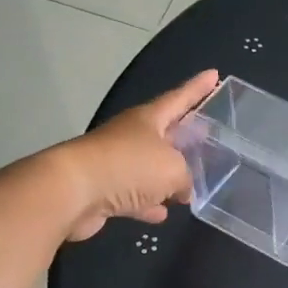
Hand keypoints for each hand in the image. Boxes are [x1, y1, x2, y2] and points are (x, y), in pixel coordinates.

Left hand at [56, 69, 219, 241]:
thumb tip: (183, 190)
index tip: (214, 73)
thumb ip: (187, 178)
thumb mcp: (173, 169)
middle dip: (187, 135)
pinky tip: (163, 214)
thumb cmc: (128, 167)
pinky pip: (135, 196)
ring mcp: (117, 164)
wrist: (73, 191)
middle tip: (209, 135)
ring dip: (169, 176)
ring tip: (192, 185)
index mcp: (149, 120)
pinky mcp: (106, 191)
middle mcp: (132, 137)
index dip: (198, 87)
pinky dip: (149, 203)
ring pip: (151, 168)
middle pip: (166, 133)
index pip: (180, 98)